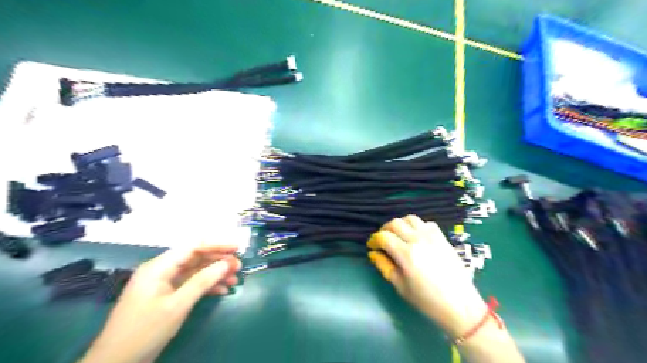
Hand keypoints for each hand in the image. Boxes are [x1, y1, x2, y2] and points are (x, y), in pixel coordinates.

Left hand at [81, 244, 242, 361]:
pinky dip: (206, 286)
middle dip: (218, 260)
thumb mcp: (177, 306)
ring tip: (234, 280)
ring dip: (215, 274)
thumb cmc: (145, 331)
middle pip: (195, 257)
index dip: (217, 244)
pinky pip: (190, 284)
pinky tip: (222, 291)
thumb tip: (225, 264)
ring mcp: (163, 283)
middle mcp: (161, 270)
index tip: (237, 248)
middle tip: (239, 267)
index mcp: (159, 267)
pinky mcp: (166, 295)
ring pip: (195, 271)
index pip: (192, 246)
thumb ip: (202, 282)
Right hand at [369, 215, 484, 337]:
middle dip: (385, 230)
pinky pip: (426, 223)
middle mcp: (418, 240)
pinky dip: (417, 226)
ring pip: (410, 218)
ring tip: (399, 236)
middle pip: (395, 223)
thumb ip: (384, 266)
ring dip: (400, 224)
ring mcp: (432, 236)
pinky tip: (416, 237)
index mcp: (406, 254)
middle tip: (382, 241)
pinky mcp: (442, 237)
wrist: (460, 305)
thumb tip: (373, 253)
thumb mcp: (401, 286)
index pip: (383, 237)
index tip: (372, 247)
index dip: (374, 240)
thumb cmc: (427, 300)